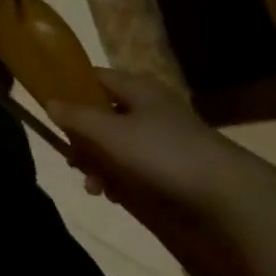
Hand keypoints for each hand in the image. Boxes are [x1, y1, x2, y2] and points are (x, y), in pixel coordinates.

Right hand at [46, 68, 273, 230]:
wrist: (227, 197)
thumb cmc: (162, 153)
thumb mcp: (111, 133)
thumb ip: (77, 118)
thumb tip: (49, 102)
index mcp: (137, 88)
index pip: (95, 77)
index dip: (70, 88)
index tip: (49, 109)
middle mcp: (149, 108)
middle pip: (102, 114)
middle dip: (82, 138)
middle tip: (73, 160)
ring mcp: (161, 138)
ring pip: (115, 144)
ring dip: (98, 163)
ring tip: (94, 187)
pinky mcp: (170, 169)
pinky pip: (133, 167)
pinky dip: (118, 178)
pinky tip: (113, 195)